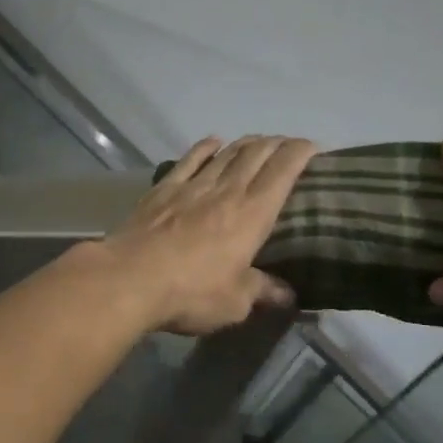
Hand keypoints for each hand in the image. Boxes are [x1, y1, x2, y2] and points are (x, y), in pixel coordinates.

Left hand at [95, 135, 318, 335]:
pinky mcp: (163, 190)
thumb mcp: (234, 302)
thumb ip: (261, 291)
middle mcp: (226, 191)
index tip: (313, 147)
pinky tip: (213, 142)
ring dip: (245, 143)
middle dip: (276, 144)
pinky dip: (205, 147)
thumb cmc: (190, 292)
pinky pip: (189, 160)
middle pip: (256, 155)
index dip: (300, 153)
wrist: (130, 278)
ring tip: (257, 141)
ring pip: (225, 154)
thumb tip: (288, 296)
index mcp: (252, 214)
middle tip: (287, 144)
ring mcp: (192, 186)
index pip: (283, 172)